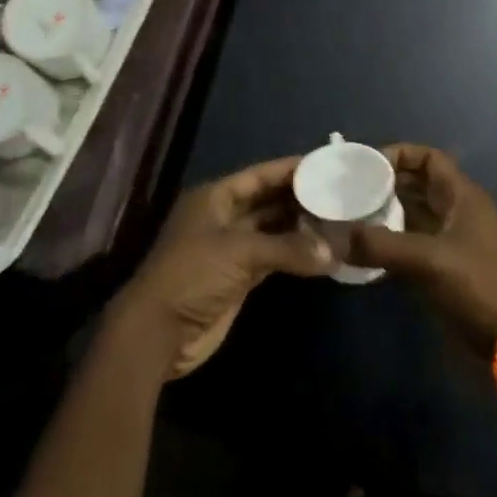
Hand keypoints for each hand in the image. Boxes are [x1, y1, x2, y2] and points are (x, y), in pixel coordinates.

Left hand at [112, 156, 335, 378]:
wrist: (158, 332)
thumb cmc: (192, 275)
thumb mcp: (239, 253)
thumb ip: (287, 248)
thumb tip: (333, 252)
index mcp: (215, 198)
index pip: (259, 175)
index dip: (289, 169)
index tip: (323, 164)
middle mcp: (223, 218)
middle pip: (266, 201)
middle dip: (298, 198)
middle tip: (338, 193)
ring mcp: (230, 249)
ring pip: (271, 230)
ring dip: (299, 228)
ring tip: (336, 220)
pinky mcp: (237, 279)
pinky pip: (272, 258)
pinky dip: (293, 255)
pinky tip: (319, 252)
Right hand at [350, 145, 496, 352]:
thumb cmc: (479, 285)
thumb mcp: (429, 261)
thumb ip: (382, 245)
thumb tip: (336, 238)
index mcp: (462, 196)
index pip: (429, 158)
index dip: (400, 154)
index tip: (367, 165)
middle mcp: (458, 211)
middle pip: (419, 185)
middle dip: (387, 184)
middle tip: (352, 191)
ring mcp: (454, 241)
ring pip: (415, 215)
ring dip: (388, 214)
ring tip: (353, 217)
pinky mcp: (449, 269)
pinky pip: (415, 243)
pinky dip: (393, 242)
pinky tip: (368, 250)